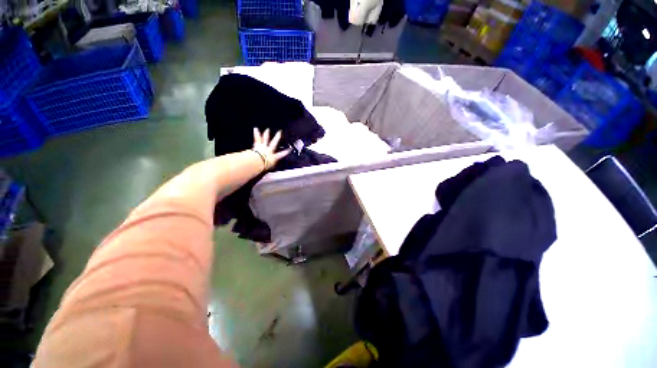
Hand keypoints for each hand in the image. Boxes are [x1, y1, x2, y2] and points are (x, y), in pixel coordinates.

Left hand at [252, 128, 291, 170]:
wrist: (258, 162)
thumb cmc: (264, 166)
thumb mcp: (270, 167)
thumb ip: (271, 165)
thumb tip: (271, 167)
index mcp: (274, 157)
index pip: (281, 154)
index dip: (285, 152)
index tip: (290, 149)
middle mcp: (269, 150)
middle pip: (274, 143)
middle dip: (277, 138)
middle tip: (279, 132)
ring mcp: (264, 147)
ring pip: (266, 139)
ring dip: (267, 134)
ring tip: (267, 129)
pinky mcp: (258, 146)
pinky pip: (257, 139)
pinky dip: (256, 134)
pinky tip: (255, 128)